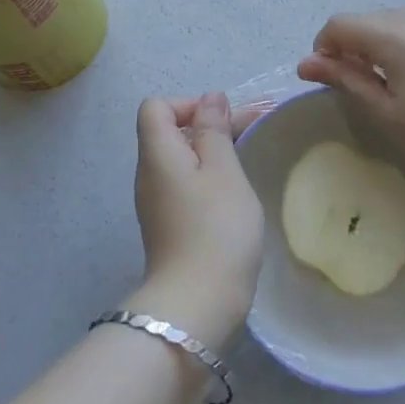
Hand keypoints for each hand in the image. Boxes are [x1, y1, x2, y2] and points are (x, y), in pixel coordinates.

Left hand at [125, 93, 263, 350]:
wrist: (197, 305)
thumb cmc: (216, 228)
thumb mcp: (223, 170)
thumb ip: (215, 130)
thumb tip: (210, 99)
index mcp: (157, 153)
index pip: (157, 107)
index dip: (189, 104)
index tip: (223, 121)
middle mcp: (149, 174)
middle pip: (170, 132)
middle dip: (211, 125)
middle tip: (255, 130)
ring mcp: (156, 203)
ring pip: (181, 160)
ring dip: (213, 152)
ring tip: (251, 157)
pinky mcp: (168, 226)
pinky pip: (184, 185)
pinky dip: (208, 178)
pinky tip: (236, 192)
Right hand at [297, 10, 404, 204]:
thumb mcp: (386, 113)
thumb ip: (345, 79)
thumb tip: (306, 62)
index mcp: (396, 36)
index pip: (341, 24)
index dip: (324, 48)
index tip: (326, 78)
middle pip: (367, 19)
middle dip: (350, 45)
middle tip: (354, 85)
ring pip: (393, 22)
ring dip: (377, 44)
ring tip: (385, 84)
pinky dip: (403, 45)